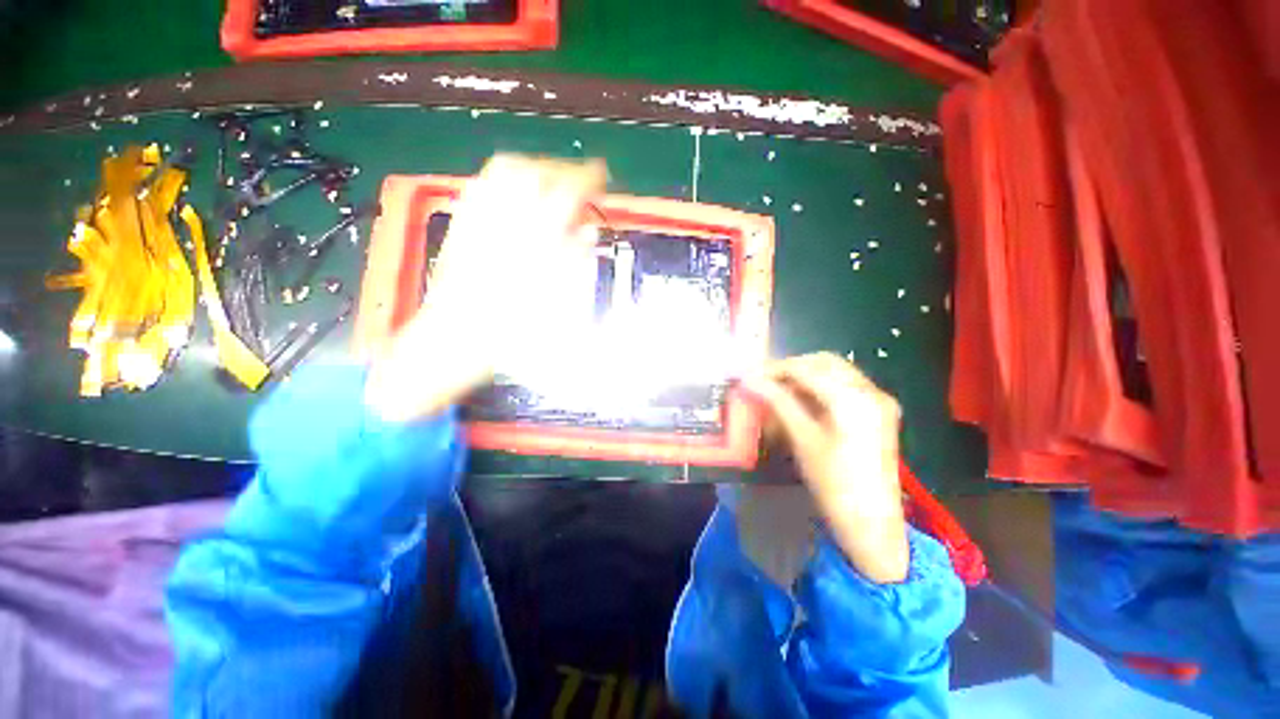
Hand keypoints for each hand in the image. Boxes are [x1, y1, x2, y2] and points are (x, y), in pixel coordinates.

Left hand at [366, 155, 607, 421]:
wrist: (454, 338)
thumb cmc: (510, 330)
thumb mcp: (552, 301)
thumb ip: (571, 261)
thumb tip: (588, 234)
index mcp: (532, 242)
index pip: (565, 193)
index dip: (587, 179)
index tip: (601, 177)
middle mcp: (504, 221)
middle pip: (535, 171)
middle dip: (561, 169)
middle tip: (578, 180)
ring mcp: (478, 219)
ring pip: (505, 170)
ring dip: (534, 168)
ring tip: (550, 180)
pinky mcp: (461, 225)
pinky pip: (481, 185)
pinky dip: (504, 178)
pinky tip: (515, 190)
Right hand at [742, 353, 909, 582]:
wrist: (871, 523)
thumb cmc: (834, 482)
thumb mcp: (802, 438)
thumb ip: (778, 402)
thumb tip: (750, 380)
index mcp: (853, 397)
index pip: (806, 368)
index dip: (774, 369)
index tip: (749, 375)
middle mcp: (871, 391)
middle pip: (824, 362)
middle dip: (791, 367)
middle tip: (764, 381)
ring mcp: (878, 401)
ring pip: (835, 371)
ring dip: (805, 375)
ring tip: (778, 390)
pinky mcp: (878, 412)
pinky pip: (844, 386)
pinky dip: (820, 387)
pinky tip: (800, 399)